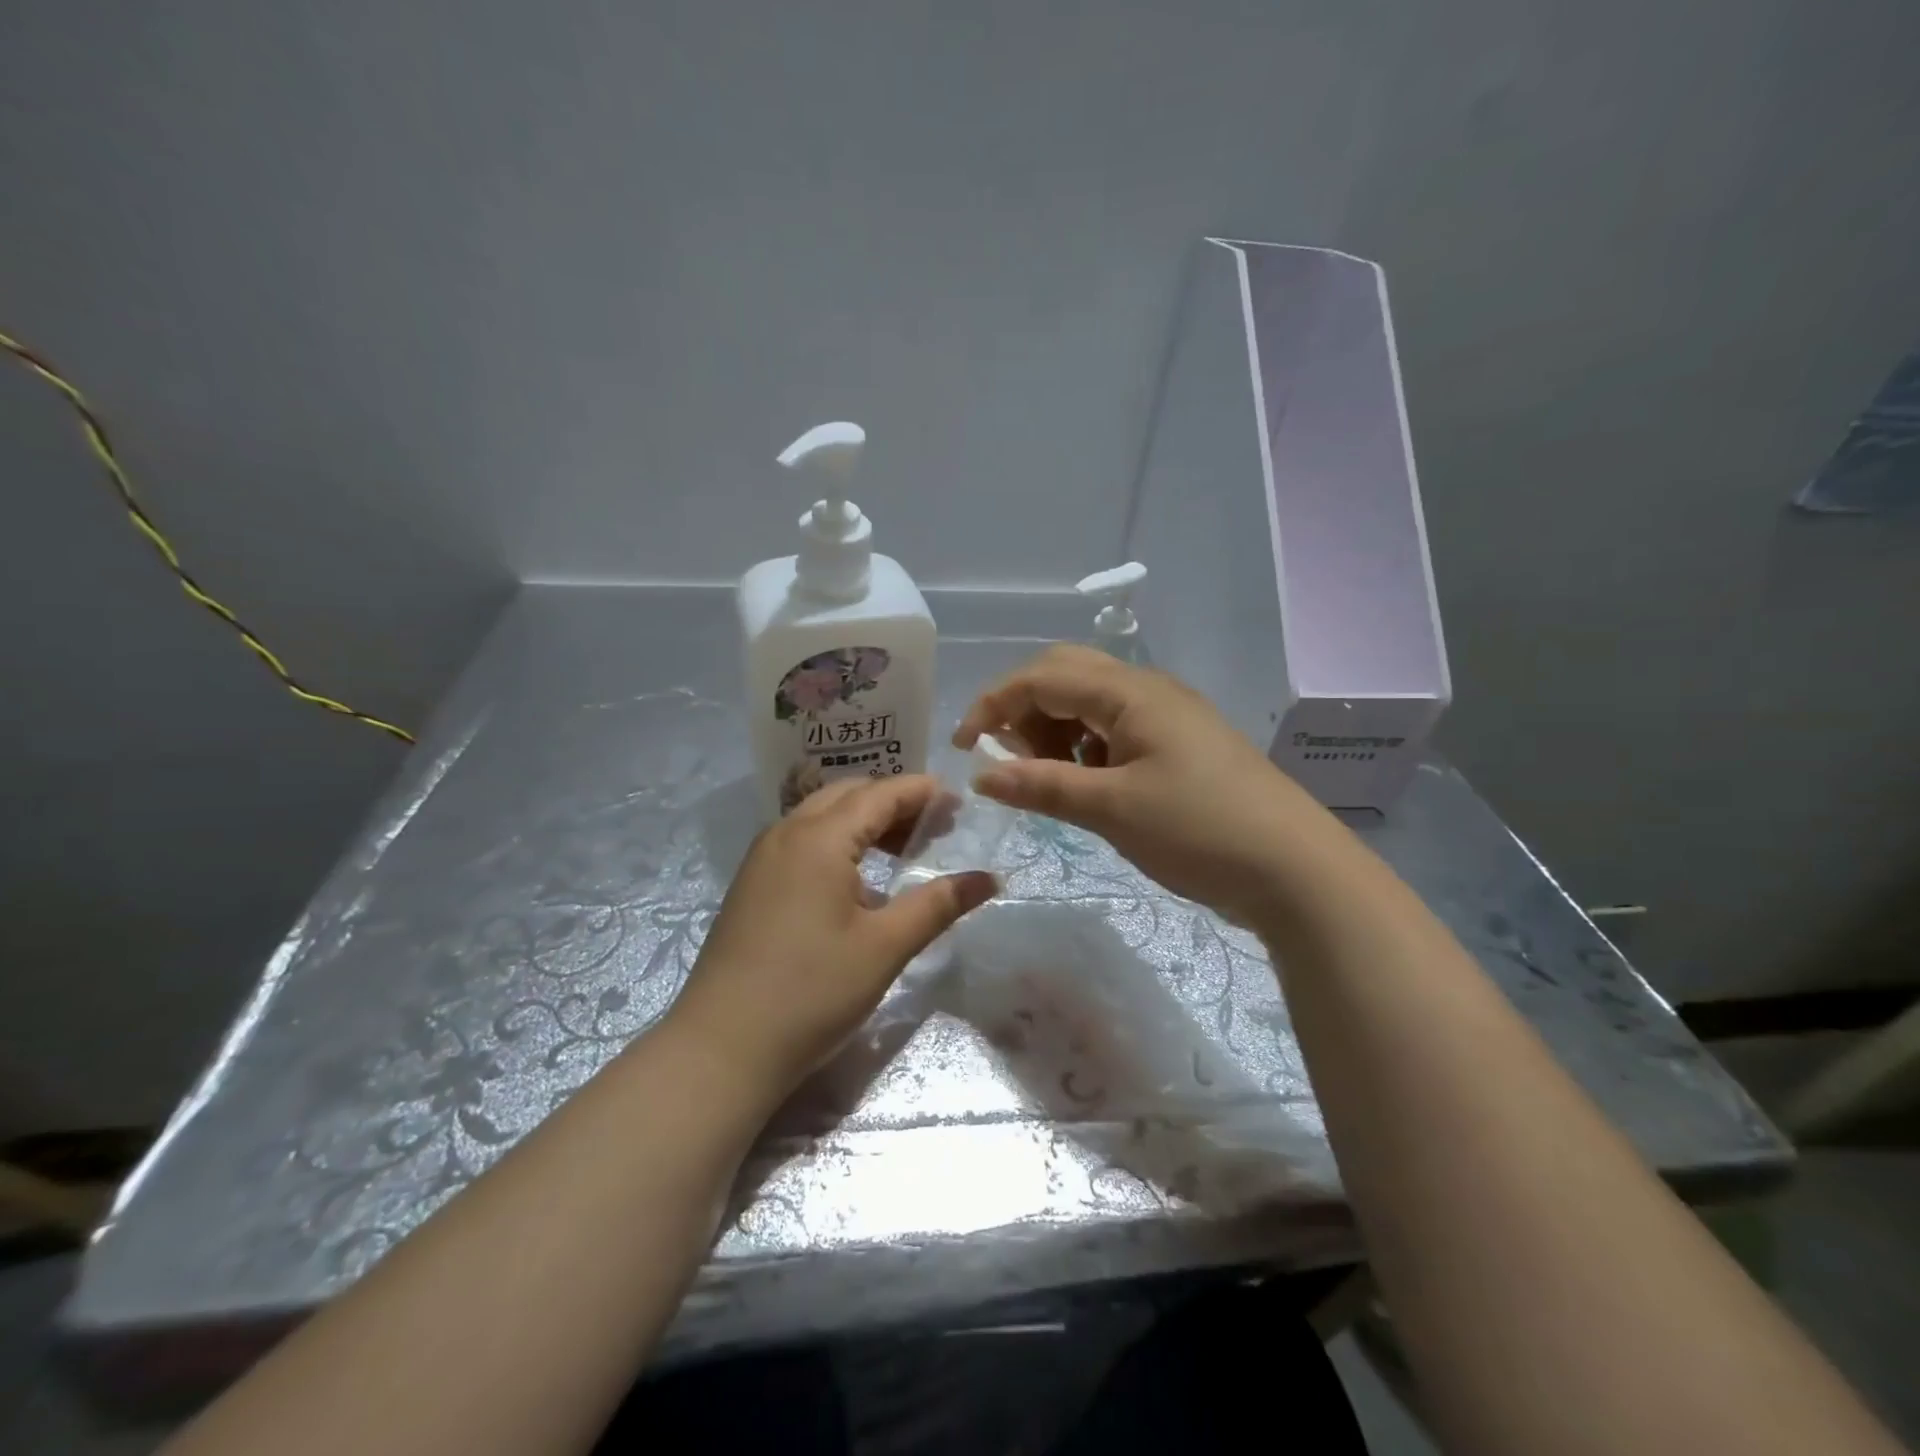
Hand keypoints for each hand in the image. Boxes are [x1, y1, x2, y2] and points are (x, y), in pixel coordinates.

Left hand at [666, 776, 995, 1105]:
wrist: (721, 1048)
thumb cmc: (812, 992)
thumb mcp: (885, 947)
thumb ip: (938, 904)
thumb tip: (989, 878)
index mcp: (818, 838)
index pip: (880, 794)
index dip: (922, 792)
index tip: (959, 801)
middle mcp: (786, 833)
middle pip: (848, 796)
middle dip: (895, 803)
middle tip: (937, 827)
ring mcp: (763, 859)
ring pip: (822, 817)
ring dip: (865, 822)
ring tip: (905, 850)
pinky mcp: (752, 885)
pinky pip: (802, 842)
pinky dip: (839, 843)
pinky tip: (860, 881)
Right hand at [954, 645, 1334, 926]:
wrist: (1295, 869)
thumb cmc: (1199, 830)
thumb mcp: (1112, 809)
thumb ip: (1043, 786)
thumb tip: (983, 774)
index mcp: (1130, 692)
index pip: (1042, 676)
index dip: (993, 704)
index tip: (963, 748)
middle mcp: (1147, 691)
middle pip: (1065, 676)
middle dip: (1025, 711)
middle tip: (1012, 761)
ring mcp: (1166, 718)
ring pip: (1089, 704)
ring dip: (1054, 731)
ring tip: (1048, 780)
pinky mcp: (1177, 747)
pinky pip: (1114, 731)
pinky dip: (1084, 750)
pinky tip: (1087, 787)